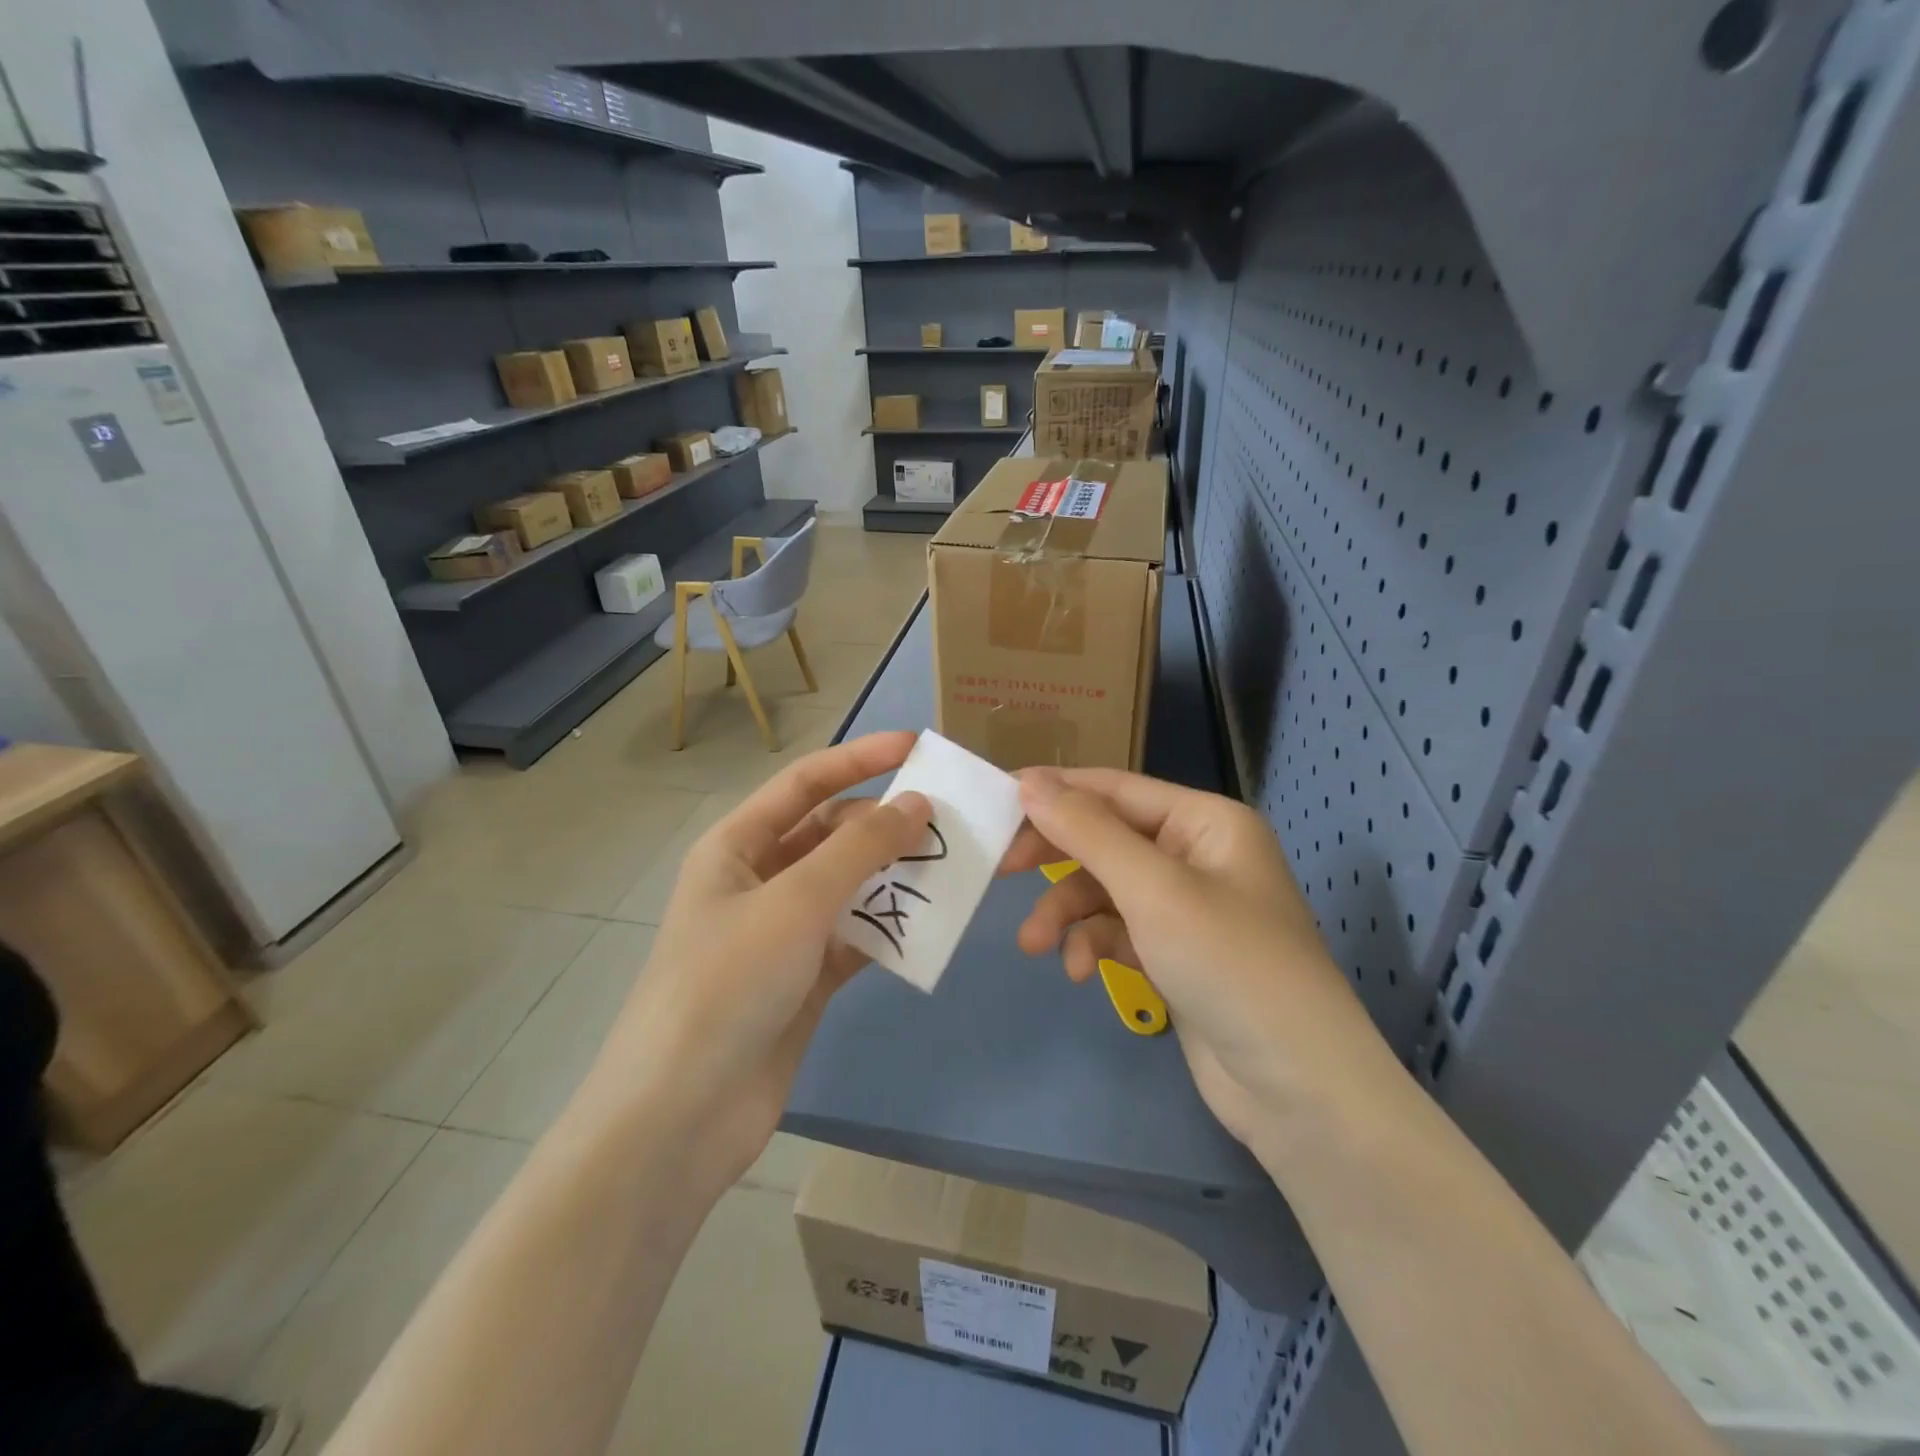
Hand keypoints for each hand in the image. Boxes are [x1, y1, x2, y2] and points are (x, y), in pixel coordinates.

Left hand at [581, 732, 930, 1199]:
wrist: (680, 1117)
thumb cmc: (726, 984)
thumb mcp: (795, 902)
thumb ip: (860, 848)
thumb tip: (916, 803)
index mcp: (736, 846)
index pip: (805, 783)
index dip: (860, 758)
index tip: (918, 747)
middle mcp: (758, 881)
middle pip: (830, 834)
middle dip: (884, 823)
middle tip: (947, 820)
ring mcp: (781, 933)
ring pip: (848, 886)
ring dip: (893, 877)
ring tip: (950, 868)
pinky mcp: (803, 980)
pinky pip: (855, 937)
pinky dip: (889, 929)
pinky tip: (928, 927)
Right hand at [1009, 768, 1394, 1153]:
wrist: (1298, 1088)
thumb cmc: (1230, 964)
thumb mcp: (1153, 889)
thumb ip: (1087, 832)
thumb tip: (1030, 782)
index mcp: (1205, 821)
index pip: (1114, 788)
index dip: (1054, 791)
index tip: (995, 800)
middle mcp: (1197, 854)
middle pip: (1106, 838)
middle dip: (1056, 858)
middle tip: (1000, 871)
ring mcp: (1187, 906)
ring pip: (1106, 889)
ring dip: (1068, 913)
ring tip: (1035, 946)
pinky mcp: (1176, 953)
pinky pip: (1119, 930)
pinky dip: (1095, 944)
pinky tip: (1081, 972)